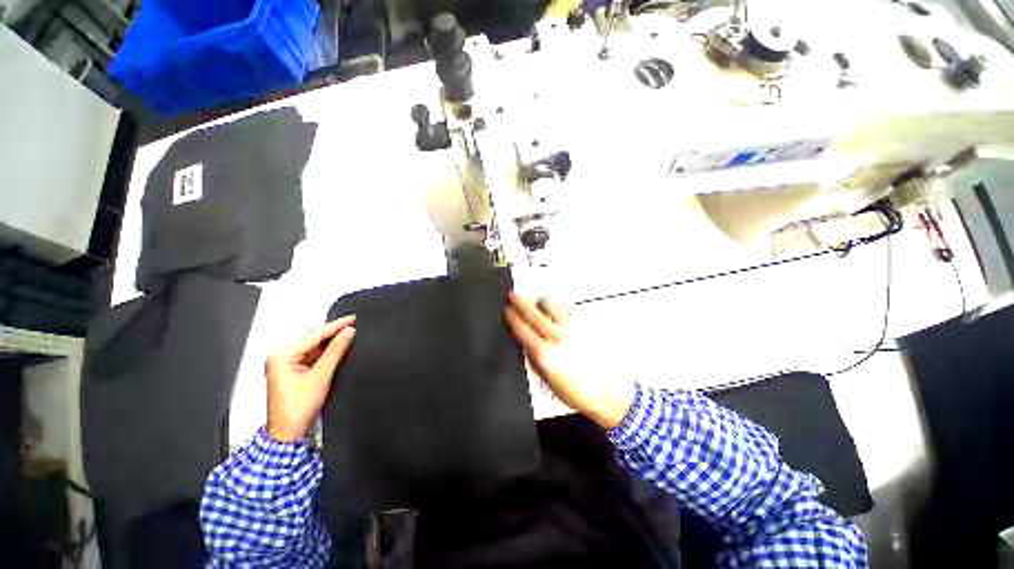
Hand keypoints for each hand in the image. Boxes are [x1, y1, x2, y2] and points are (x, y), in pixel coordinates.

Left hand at [266, 316, 355, 441]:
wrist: (289, 432)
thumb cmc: (295, 410)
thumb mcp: (321, 376)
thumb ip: (336, 351)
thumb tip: (347, 333)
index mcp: (281, 356)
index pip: (313, 335)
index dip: (335, 326)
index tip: (351, 319)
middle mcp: (281, 358)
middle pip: (313, 339)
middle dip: (333, 333)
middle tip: (352, 326)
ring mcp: (287, 365)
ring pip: (314, 347)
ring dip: (331, 344)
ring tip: (348, 336)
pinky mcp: (295, 371)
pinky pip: (313, 356)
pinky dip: (327, 353)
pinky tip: (338, 350)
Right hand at [505, 294, 634, 429]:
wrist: (608, 392)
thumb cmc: (574, 392)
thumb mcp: (547, 380)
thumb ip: (533, 358)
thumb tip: (524, 341)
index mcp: (543, 353)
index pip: (522, 329)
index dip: (511, 317)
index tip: (506, 309)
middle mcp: (555, 336)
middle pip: (533, 313)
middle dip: (520, 302)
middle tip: (512, 294)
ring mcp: (571, 327)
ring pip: (551, 304)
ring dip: (540, 302)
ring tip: (538, 304)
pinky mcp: (584, 325)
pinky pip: (568, 308)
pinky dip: (559, 306)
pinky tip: (558, 310)